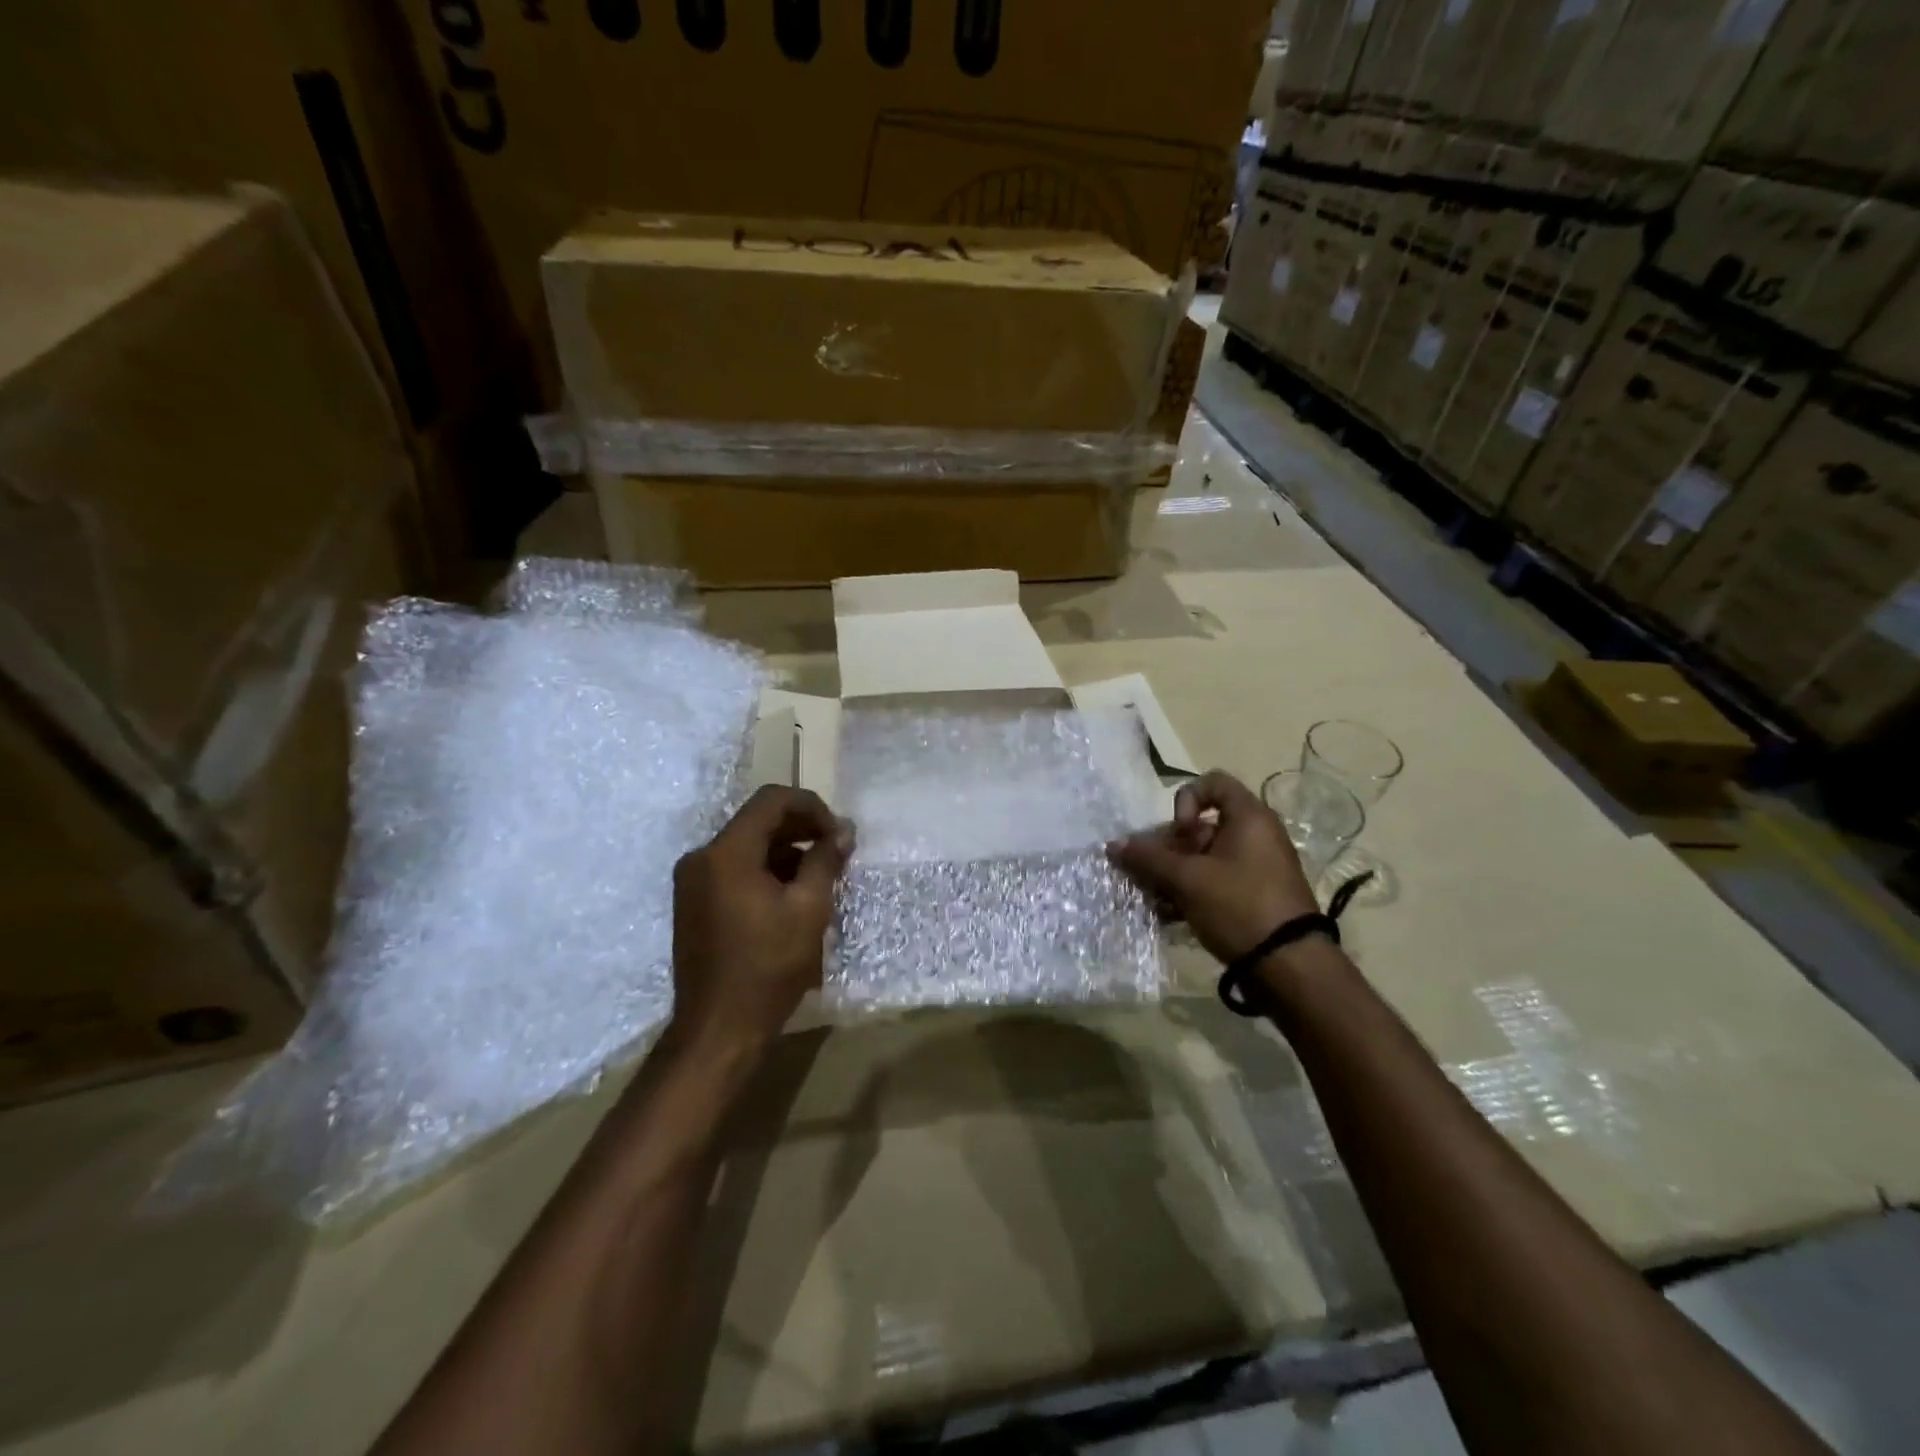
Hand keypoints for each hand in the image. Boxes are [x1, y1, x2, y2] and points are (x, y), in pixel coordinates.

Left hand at [670, 786, 852, 1054]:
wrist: (718, 1029)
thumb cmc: (768, 967)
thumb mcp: (808, 910)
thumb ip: (825, 861)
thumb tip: (842, 831)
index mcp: (726, 854)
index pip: (771, 800)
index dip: (811, 807)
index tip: (838, 832)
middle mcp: (702, 858)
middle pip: (757, 821)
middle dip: (800, 828)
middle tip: (836, 849)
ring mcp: (693, 881)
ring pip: (747, 845)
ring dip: (785, 850)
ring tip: (821, 873)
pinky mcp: (694, 902)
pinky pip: (734, 869)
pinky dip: (765, 870)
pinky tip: (793, 893)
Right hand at [1108, 770, 1318, 962]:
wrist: (1289, 966)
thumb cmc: (1238, 906)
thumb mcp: (1187, 879)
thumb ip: (1148, 859)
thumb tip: (1113, 845)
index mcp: (1249, 818)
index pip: (1212, 782)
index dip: (1186, 801)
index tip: (1179, 834)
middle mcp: (1256, 835)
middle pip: (1200, 825)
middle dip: (1168, 848)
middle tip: (1151, 873)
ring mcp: (1256, 868)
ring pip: (1204, 858)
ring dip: (1173, 874)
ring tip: (1153, 899)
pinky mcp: (1254, 896)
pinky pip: (1215, 882)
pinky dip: (1191, 892)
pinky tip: (1168, 915)